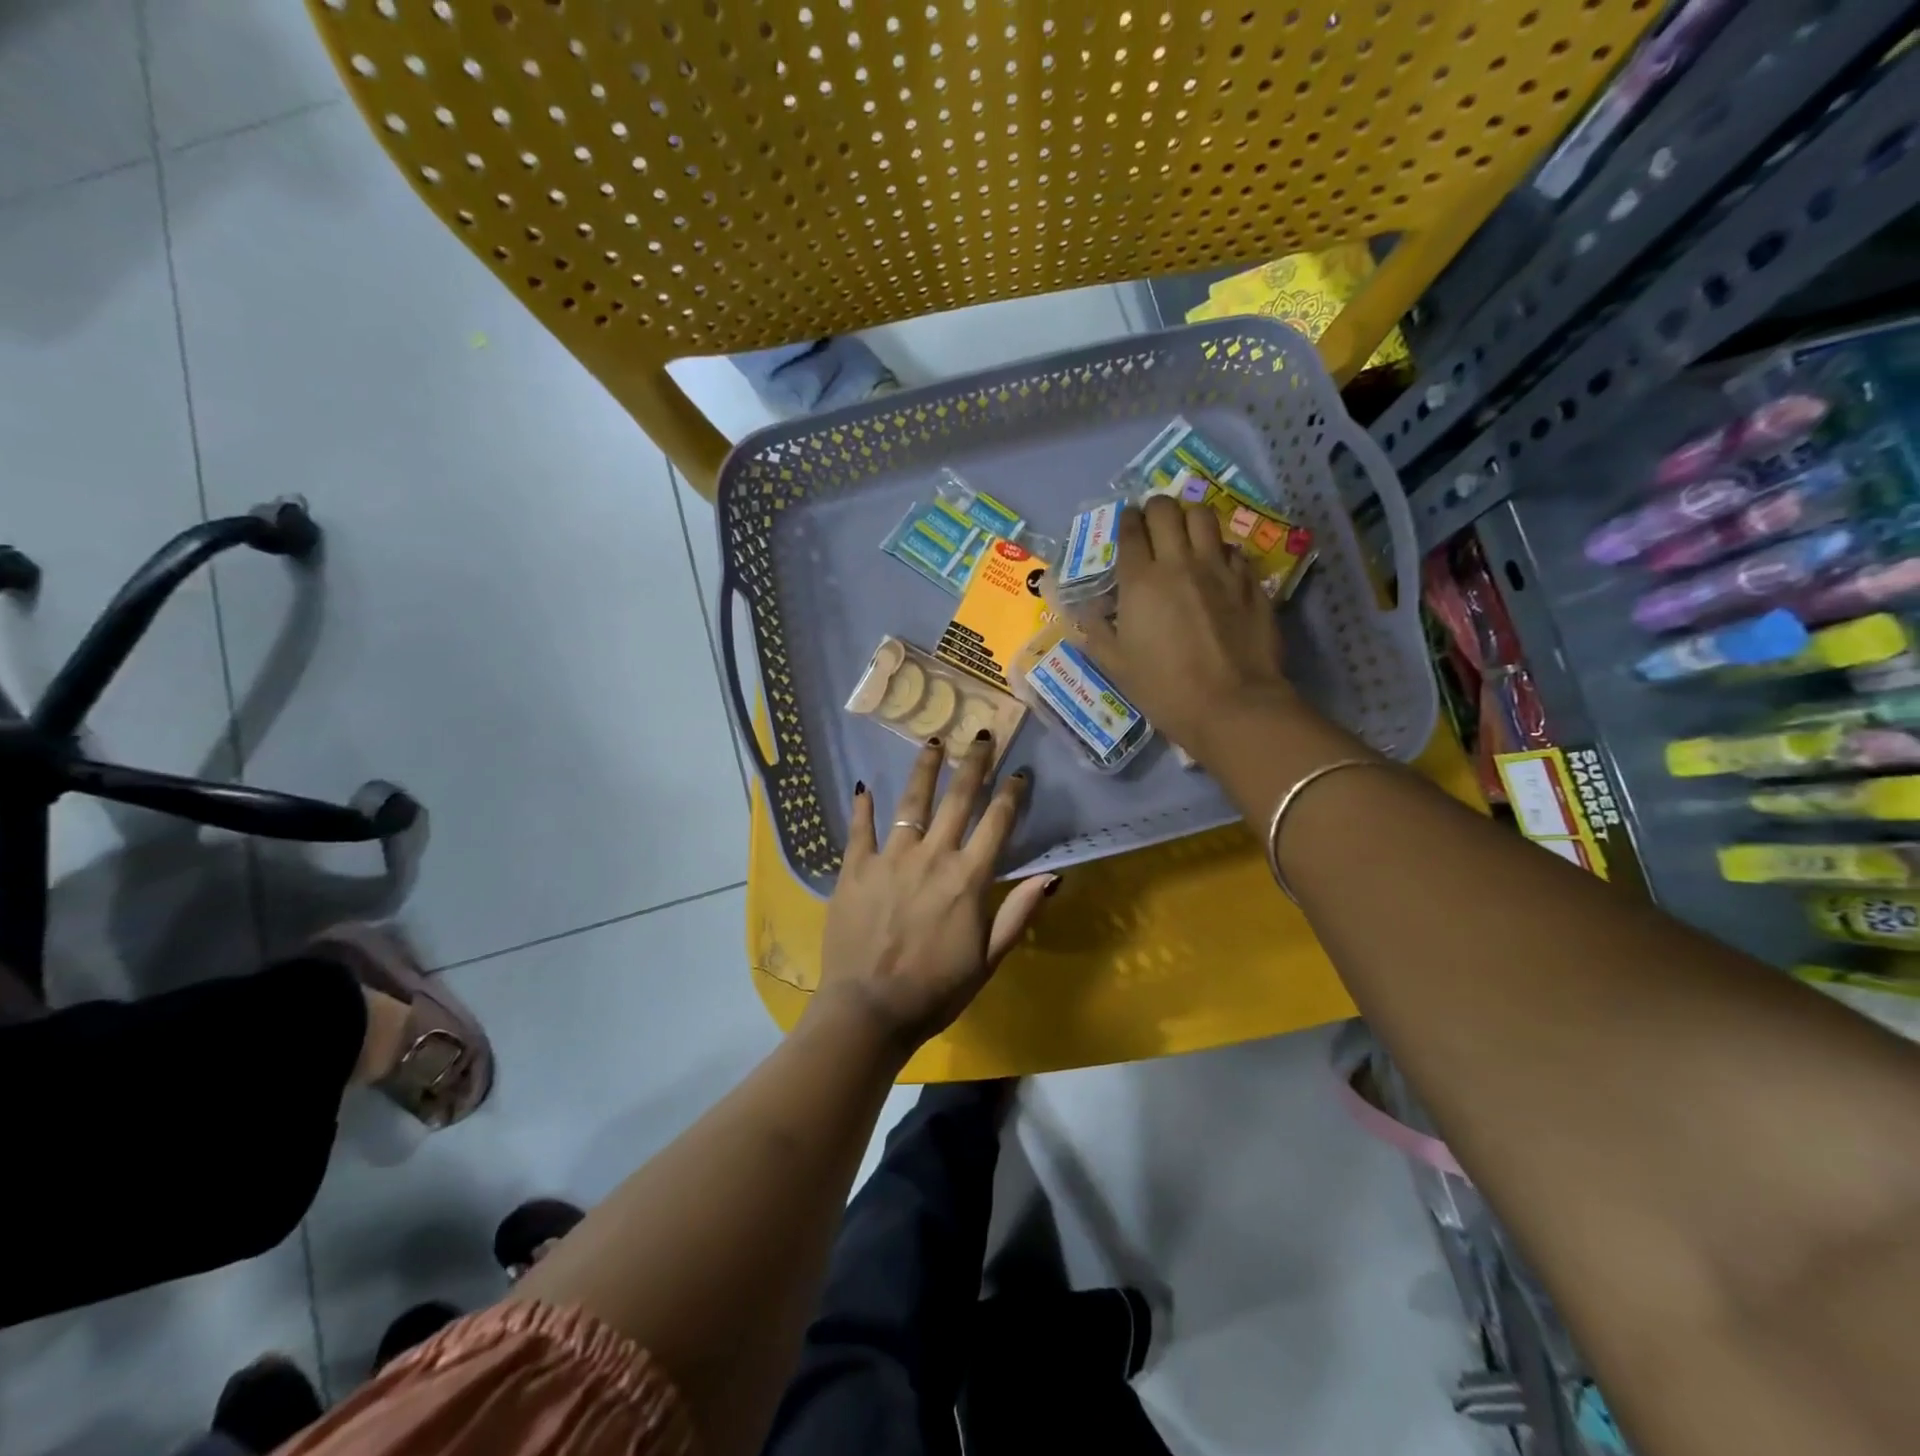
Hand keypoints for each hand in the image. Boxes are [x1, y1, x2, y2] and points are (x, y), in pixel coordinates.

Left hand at [815, 734, 1056, 1053]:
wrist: (868, 1010)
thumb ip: (1019, 913)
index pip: (997, 823)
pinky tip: (864, 785)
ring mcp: (890, 858)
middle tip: (982, 735)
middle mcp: (932, 857)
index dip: (1011, 794)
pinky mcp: (855, 868)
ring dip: (925, 769)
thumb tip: (1053, 876)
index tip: (1020, 772)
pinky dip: (863, 806)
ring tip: (933, 741)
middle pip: (958, 799)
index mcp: (968, 878)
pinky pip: (860, 828)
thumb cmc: (936, 991)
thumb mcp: (989, 960)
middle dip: (974, 764)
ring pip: (911, 803)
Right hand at [1077, 496, 1296, 758]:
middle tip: (1153, 525)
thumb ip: (1096, 631)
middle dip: (1155, 509)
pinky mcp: (1251, 582)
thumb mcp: (1115, 665)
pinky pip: (1233, 549)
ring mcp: (1220, 569)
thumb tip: (1085, 611)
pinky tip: (1218, 568)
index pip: (1131, 529)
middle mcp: (1180, 562)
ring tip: (1186, 535)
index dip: (1126, 521)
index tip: (1126, 525)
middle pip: (1167, 509)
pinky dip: (1220, 550)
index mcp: (1141, 581)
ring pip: (1204, 517)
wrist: (1232, 706)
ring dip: (1190, 519)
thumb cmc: (1164, 689)